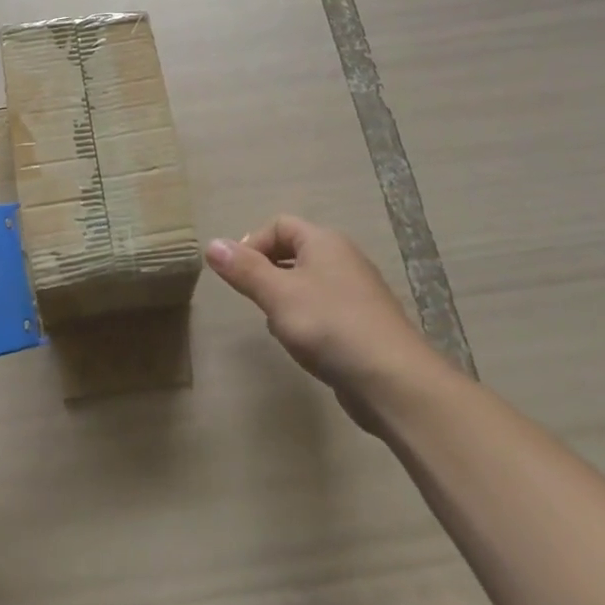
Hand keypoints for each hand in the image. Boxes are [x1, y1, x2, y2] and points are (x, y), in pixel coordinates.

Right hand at [207, 217, 444, 428]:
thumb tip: (211, 244)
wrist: (393, 380)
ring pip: (308, 283)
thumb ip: (244, 269)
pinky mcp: (364, 323)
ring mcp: (357, 292)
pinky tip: (303, 345)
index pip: (280, 224)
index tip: (237, 274)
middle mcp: (343, 258)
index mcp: (324, 242)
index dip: (253, 243)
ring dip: (285, 299)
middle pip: (294, 252)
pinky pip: (324, 309)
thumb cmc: (329, 325)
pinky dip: (307, 320)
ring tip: (276, 325)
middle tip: (252, 299)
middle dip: (267, 272)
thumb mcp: (277, 295)